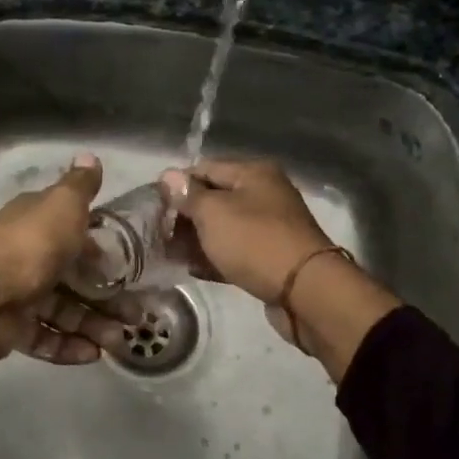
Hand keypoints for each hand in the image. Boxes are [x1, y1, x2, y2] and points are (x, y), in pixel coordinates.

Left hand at [0, 154, 133, 398]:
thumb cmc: (30, 246)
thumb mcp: (62, 205)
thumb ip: (80, 186)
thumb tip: (91, 156)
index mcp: (38, 224)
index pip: (77, 234)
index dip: (105, 250)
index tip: (135, 267)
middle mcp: (28, 256)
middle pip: (74, 278)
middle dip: (108, 296)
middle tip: (137, 316)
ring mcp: (18, 294)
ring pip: (63, 311)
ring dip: (93, 324)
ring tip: (120, 341)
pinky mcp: (11, 329)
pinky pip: (45, 338)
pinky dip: (68, 346)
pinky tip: (93, 354)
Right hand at [162, 158, 399, 378]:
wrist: (305, 291)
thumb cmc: (254, 241)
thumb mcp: (213, 213)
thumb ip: (188, 194)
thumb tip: (168, 175)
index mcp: (253, 173)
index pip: (204, 168)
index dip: (177, 186)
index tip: (153, 207)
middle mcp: (264, 194)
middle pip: (214, 198)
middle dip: (185, 215)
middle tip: (159, 234)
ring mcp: (269, 227)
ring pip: (223, 227)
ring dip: (197, 239)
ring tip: (169, 254)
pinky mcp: (270, 257)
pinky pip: (235, 251)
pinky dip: (214, 257)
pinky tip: (192, 269)